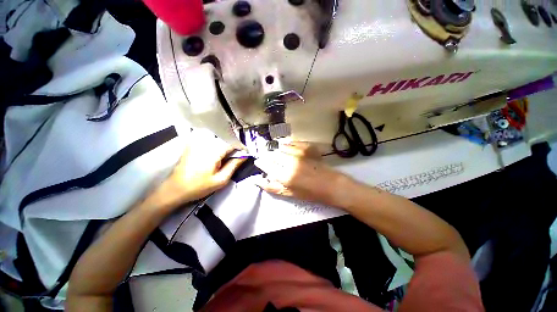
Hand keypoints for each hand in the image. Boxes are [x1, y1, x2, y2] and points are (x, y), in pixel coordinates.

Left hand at [147, 133, 245, 212]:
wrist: (175, 189)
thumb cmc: (199, 187)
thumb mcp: (220, 180)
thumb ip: (234, 166)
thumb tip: (244, 156)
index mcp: (213, 152)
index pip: (232, 144)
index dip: (241, 148)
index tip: (246, 154)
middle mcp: (205, 144)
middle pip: (225, 140)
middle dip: (233, 148)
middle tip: (236, 158)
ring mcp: (196, 143)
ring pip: (217, 140)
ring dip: (224, 147)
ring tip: (225, 158)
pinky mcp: (191, 145)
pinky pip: (208, 141)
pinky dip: (215, 146)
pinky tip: (214, 156)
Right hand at [253, 142, 351, 206]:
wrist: (331, 185)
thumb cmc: (310, 193)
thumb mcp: (289, 194)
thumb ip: (272, 187)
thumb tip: (257, 180)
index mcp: (284, 175)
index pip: (267, 165)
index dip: (261, 163)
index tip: (258, 162)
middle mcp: (290, 162)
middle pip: (273, 155)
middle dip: (268, 156)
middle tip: (267, 158)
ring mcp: (299, 153)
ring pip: (281, 148)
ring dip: (276, 150)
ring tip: (276, 152)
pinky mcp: (307, 148)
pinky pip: (293, 143)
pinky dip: (287, 143)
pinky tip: (285, 145)